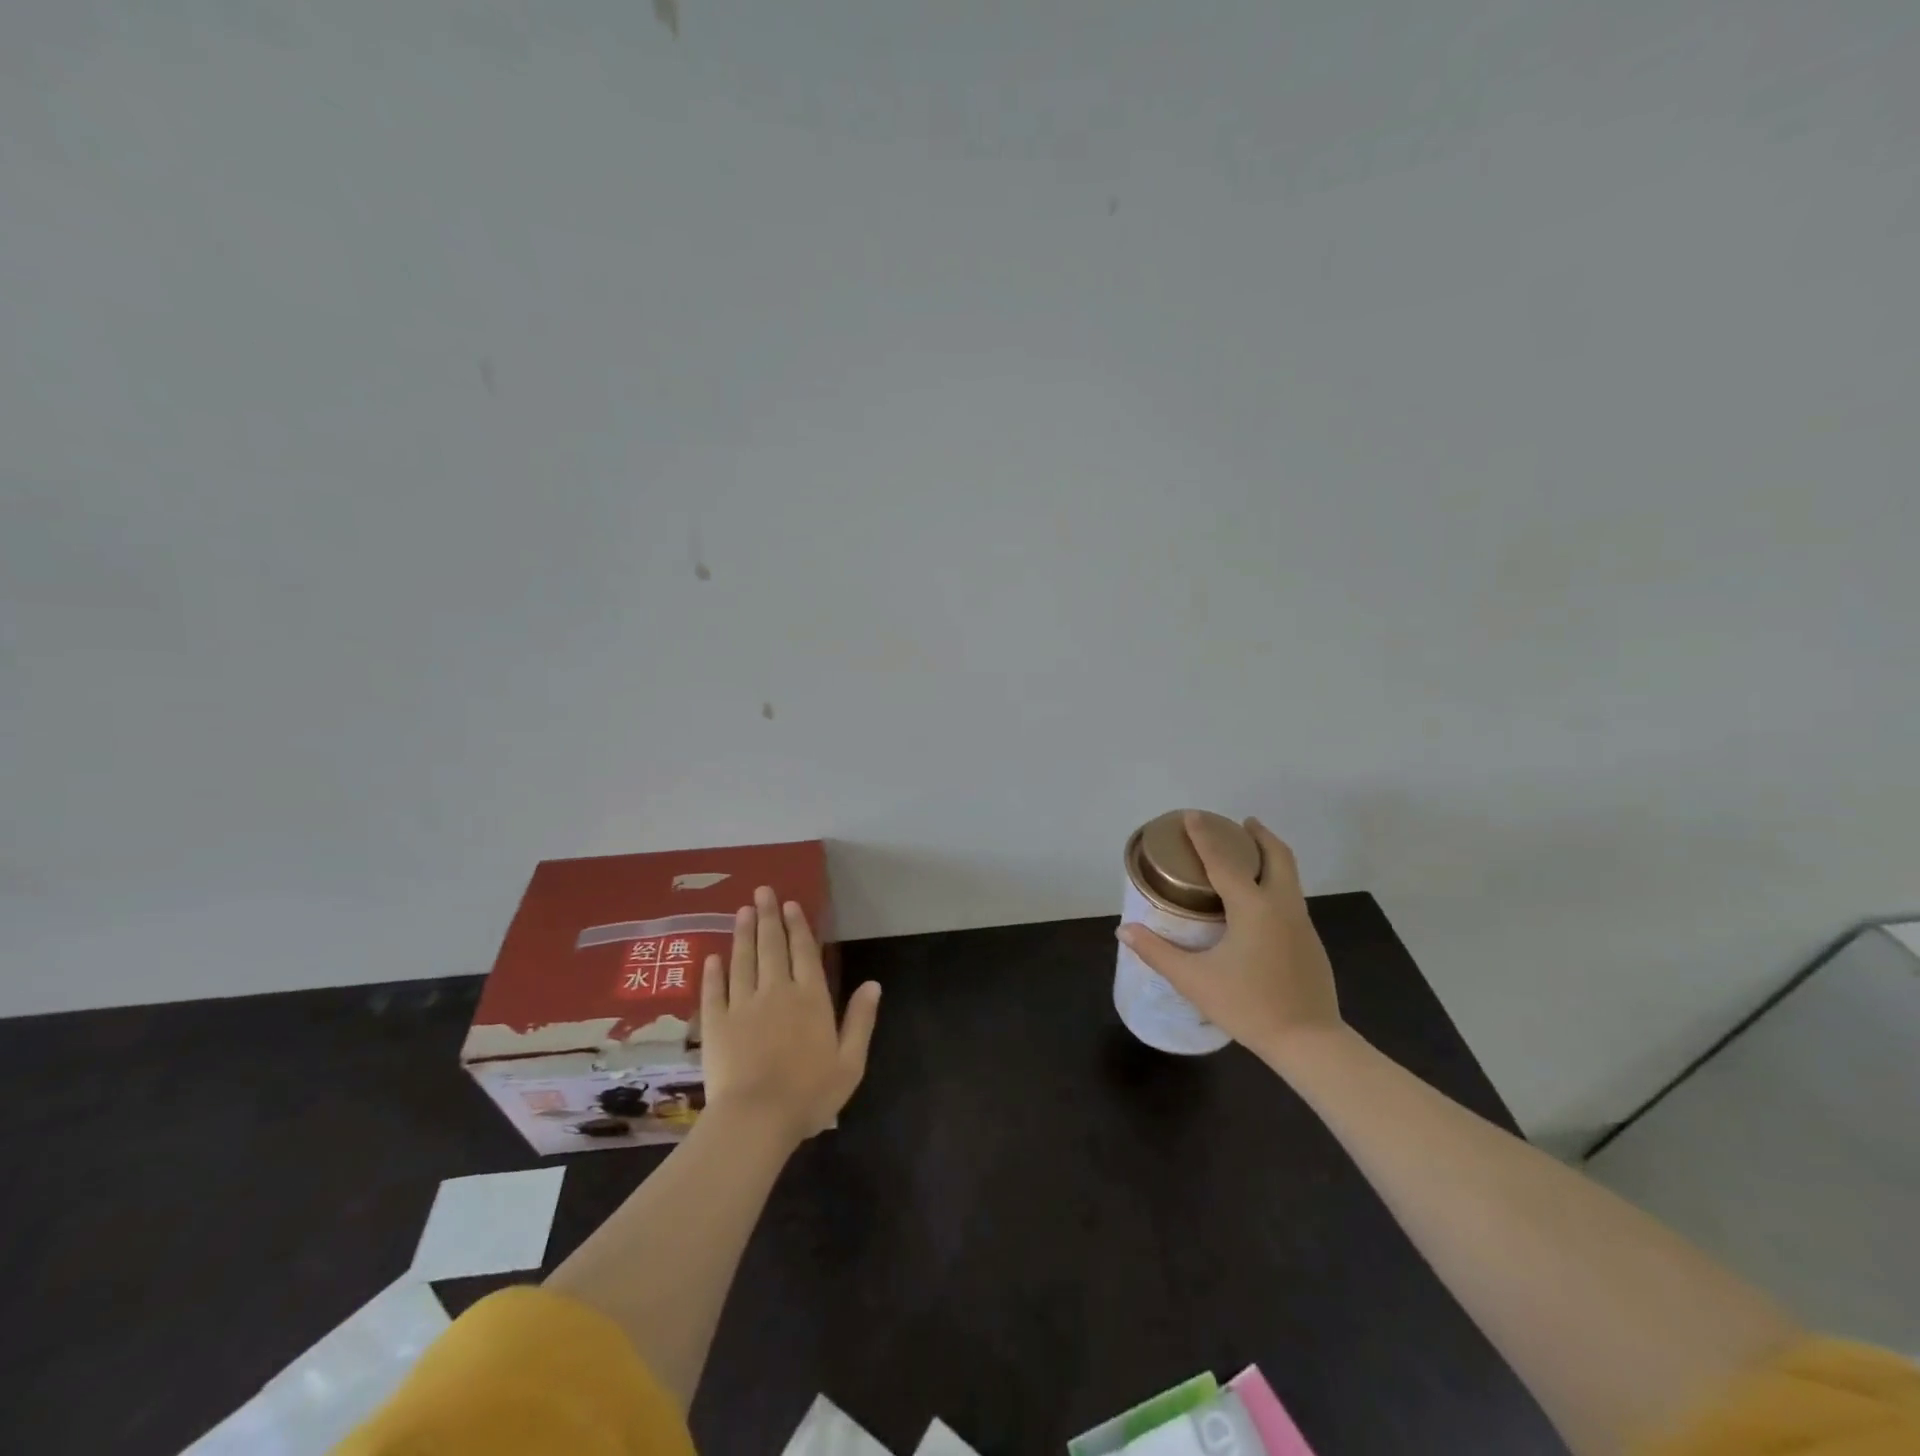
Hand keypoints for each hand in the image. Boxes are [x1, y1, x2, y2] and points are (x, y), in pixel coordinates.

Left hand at [700, 886, 880, 1146]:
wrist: (756, 1119)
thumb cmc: (809, 1094)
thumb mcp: (850, 1062)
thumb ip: (861, 1020)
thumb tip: (873, 984)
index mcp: (810, 998)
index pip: (804, 952)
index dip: (797, 926)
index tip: (790, 904)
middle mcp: (776, 992)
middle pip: (772, 947)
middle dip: (768, 917)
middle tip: (762, 891)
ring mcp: (742, 1006)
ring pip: (742, 961)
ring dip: (742, 934)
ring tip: (741, 911)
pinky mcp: (716, 1024)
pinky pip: (714, 991)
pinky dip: (713, 972)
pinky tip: (712, 957)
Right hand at [1118, 814, 1342, 1065]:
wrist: (1309, 1042)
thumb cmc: (1248, 1006)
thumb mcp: (1194, 980)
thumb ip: (1157, 952)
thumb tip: (1124, 931)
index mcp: (1253, 907)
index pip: (1224, 860)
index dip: (1205, 836)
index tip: (1192, 815)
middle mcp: (1282, 906)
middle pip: (1277, 856)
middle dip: (1259, 835)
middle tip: (1241, 823)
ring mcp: (1302, 923)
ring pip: (1290, 876)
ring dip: (1270, 857)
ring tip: (1248, 855)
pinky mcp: (1310, 942)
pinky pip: (1292, 897)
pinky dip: (1275, 882)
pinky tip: (1259, 904)